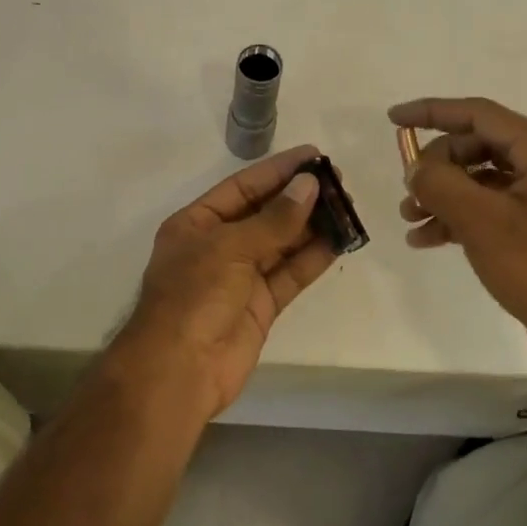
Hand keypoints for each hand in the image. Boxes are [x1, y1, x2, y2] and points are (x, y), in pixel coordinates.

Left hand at [101, 145, 336, 422]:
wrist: (179, 370)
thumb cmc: (193, 296)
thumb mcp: (229, 247)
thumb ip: (273, 219)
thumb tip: (309, 186)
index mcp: (197, 224)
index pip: (242, 187)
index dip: (277, 171)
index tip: (314, 155)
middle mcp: (218, 246)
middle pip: (264, 214)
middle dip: (299, 197)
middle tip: (339, 181)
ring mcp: (240, 277)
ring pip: (281, 244)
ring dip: (312, 226)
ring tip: (347, 207)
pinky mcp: (260, 306)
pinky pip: (290, 274)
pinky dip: (313, 258)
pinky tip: (339, 241)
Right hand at [390, 98, 526, 364]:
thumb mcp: (481, 222)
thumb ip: (440, 184)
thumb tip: (416, 168)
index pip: (478, 114)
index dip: (432, 112)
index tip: (393, 119)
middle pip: (477, 146)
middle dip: (436, 167)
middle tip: (408, 192)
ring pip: (481, 179)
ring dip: (443, 194)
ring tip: (409, 219)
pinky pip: (492, 206)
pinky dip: (460, 217)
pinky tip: (427, 239)